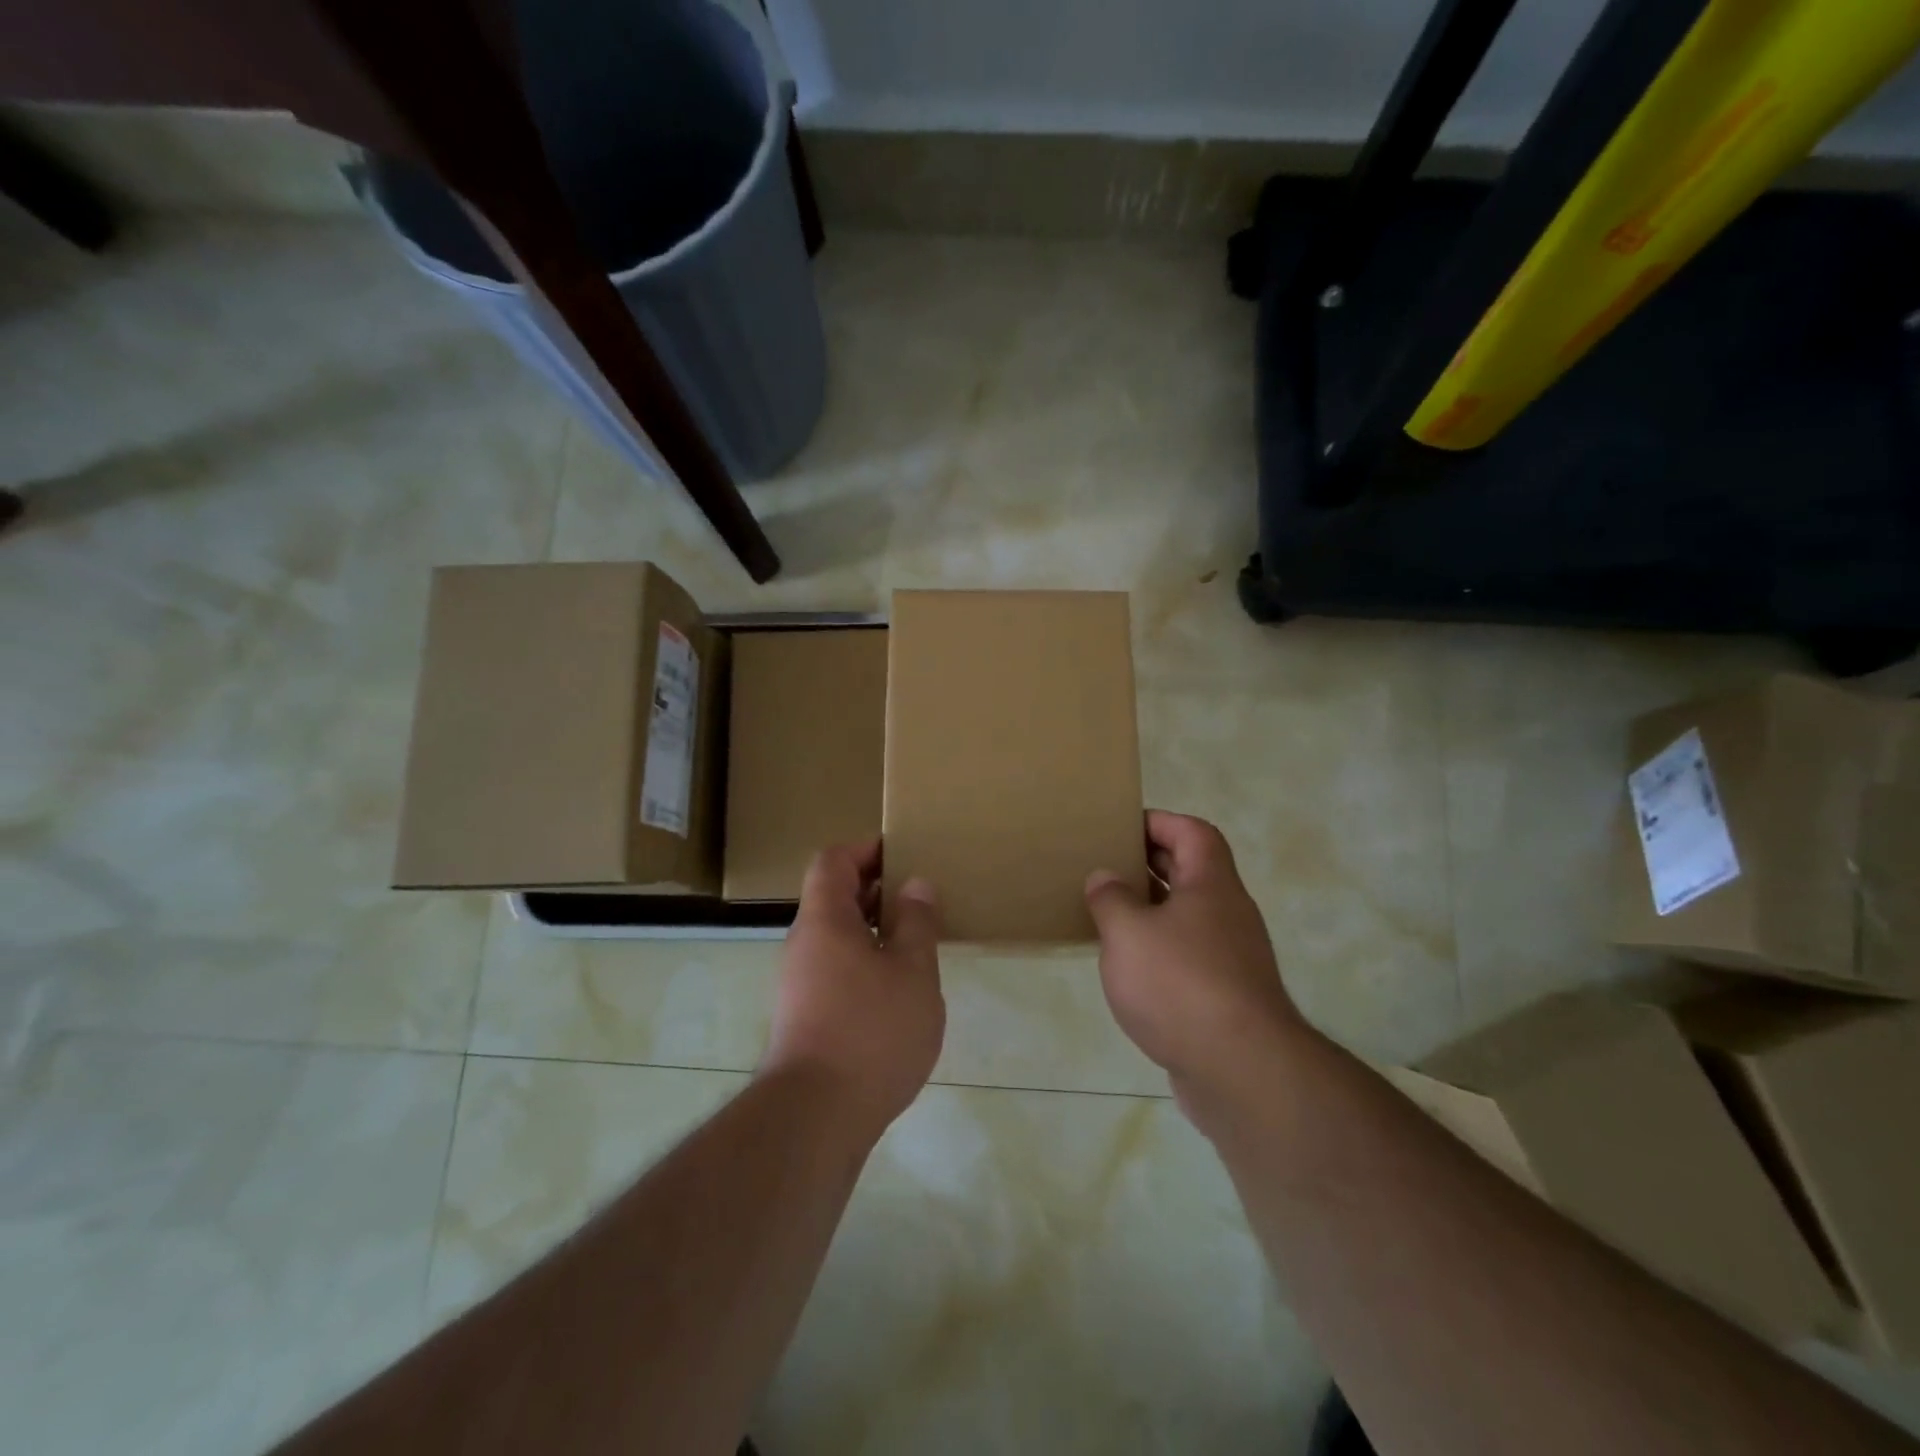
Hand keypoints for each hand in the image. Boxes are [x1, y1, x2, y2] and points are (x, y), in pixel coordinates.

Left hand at [762, 840, 943, 1136]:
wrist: (815, 1117)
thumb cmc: (871, 1030)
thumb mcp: (912, 970)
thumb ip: (916, 922)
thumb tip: (914, 885)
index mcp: (825, 919)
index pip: (833, 860)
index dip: (865, 849)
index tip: (902, 854)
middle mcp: (804, 943)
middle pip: (833, 896)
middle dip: (875, 889)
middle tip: (919, 897)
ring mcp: (799, 982)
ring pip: (836, 936)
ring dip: (873, 929)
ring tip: (916, 941)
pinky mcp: (804, 1016)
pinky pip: (835, 968)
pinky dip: (865, 962)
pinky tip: (897, 989)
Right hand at [1085, 811, 1304, 1110]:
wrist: (1241, 1070)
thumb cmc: (1181, 983)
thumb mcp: (1129, 932)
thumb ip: (1110, 898)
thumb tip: (1104, 878)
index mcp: (1211, 884)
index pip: (1193, 831)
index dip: (1159, 822)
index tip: (1121, 827)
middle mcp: (1227, 913)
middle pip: (1191, 870)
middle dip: (1149, 863)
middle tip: (1105, 865)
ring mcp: (1231, 956)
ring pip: (1187, 916)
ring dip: (1151, 909)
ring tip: (1107, 913)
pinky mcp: (1225, 995)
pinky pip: (1188, 954)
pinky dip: (1159, 950)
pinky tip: (1128, 966)